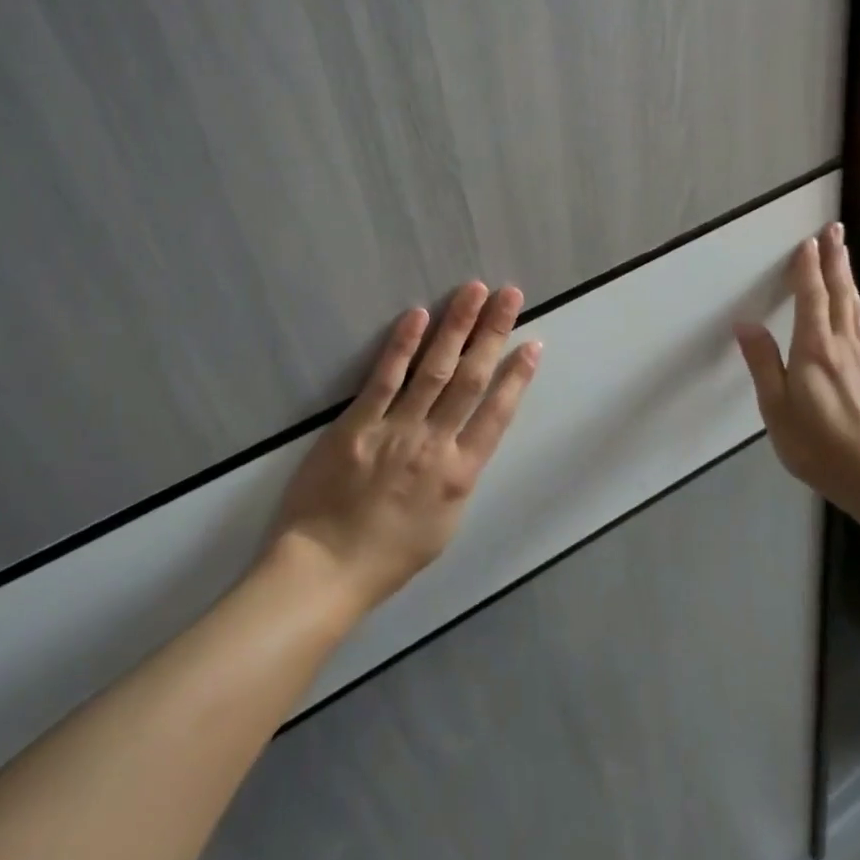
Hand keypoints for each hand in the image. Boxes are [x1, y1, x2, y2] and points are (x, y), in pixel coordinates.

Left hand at [267, 283, 541, 613]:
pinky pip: (384, 379)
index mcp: (460, 474)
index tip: (533, 343)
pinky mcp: (357, 424)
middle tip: (510, 295)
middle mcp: (435, 444)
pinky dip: (403, 346)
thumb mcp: (443, 526)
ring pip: (434, 369)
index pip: (497, 414)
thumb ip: (458, 479)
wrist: (326, 569)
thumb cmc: (387, 556)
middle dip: (492, 333)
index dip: (517, 376)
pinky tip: (418, 315)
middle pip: (470, 379)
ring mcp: (396, 430)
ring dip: (456, 326)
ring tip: (473, 290)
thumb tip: (468, 442)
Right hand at [734, 222, 859, 506]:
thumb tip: (746, 324)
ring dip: (849, 283)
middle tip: (836, 231)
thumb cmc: (817, 445)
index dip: (808, 268)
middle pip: (841, 295)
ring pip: (858, 313)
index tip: (809, 241)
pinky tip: (854, 326)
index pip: (812, 298)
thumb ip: (762, 363)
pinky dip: (857, 318)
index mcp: (814, 350)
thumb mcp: (775, 408)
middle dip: (836, 261)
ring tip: (845, 262)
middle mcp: (846, 347)